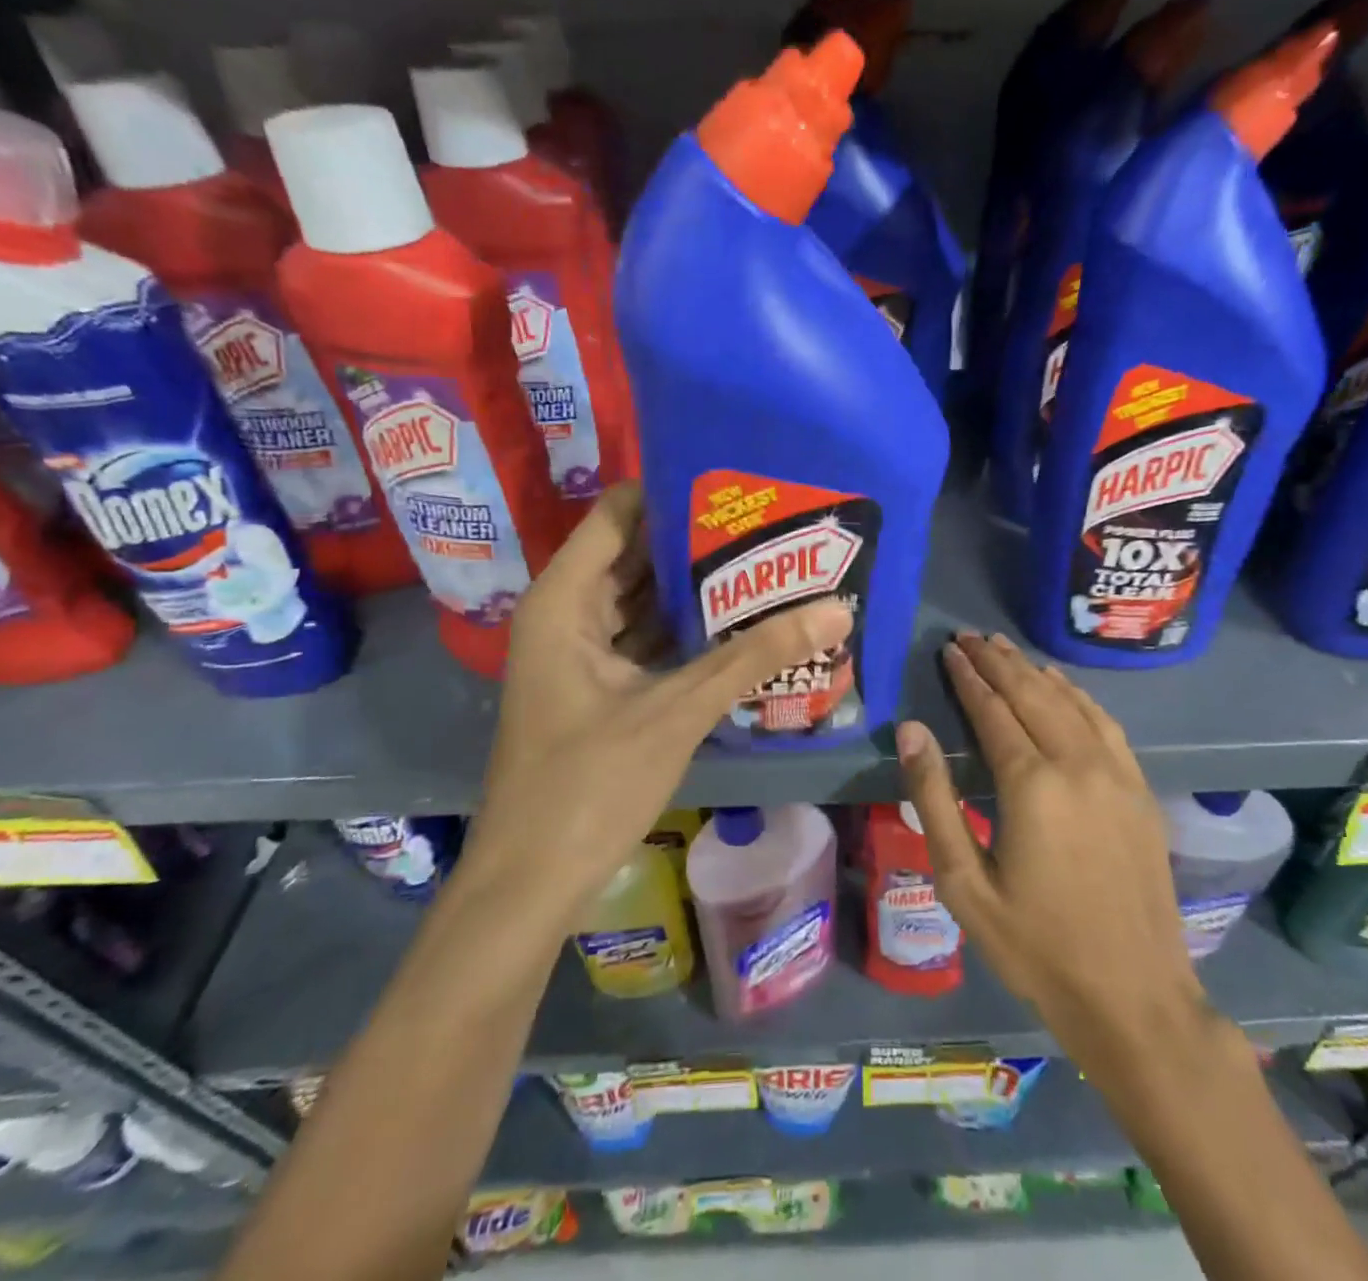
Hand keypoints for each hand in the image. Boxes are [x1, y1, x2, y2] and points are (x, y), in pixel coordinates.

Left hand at [466, 482, 851, 926]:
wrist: (532, 882)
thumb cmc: (589, 785)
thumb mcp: (678, 711)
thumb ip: (754, 657)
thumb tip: (835, 611)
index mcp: (565, 599)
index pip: (619, 513)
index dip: (674, 492)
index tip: (738, 485)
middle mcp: (567, 613)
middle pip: (635, 554)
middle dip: (698, 542)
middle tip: (770, 525)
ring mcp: (581, 652)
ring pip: (643, 600)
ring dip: (696, 589)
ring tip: (767, 564)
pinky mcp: (599, 686)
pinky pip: (646, 639)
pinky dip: (686, 631)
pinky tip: (741, 625)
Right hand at [896, 632, 1207, 1070]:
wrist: (1135, 997)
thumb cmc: (1036, 946)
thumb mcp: (965, 883)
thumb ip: (935, 799)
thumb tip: (911, 730)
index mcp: (1032, 785)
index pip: (993, 711)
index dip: (969, 678)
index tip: (949, 650)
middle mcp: (1078, 765)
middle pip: (1032, 694)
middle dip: (998, 662)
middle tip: (970, 637)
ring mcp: (1117, 775)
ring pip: (1070, 702)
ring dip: (1034, 671)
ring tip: (1006, 649)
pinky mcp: (1140, 790)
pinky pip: (1105, 724)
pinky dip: (1078, 696)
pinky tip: (1063, 686)